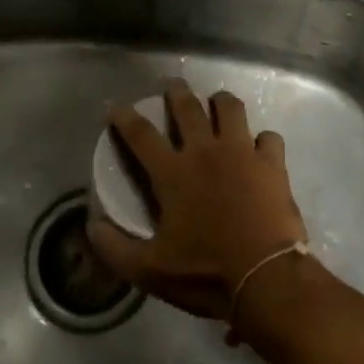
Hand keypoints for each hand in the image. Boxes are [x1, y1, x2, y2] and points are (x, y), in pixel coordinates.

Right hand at [88, 82, 309, 336]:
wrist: (265, 278)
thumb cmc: (205, 273)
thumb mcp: (150, 271)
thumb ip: (116, 249)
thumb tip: (91, 227)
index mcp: (173, 173)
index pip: (141, 135)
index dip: (125, 117)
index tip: (116, 106)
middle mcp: (205, 151)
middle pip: (187, 107)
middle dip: (176, 91)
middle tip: (172, 85)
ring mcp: (242, 152)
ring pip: (230, 109)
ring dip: (221, 102)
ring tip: (217, 103)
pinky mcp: (272, 163)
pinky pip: (268, 137)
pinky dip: (262, 140)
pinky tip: (259, 147)